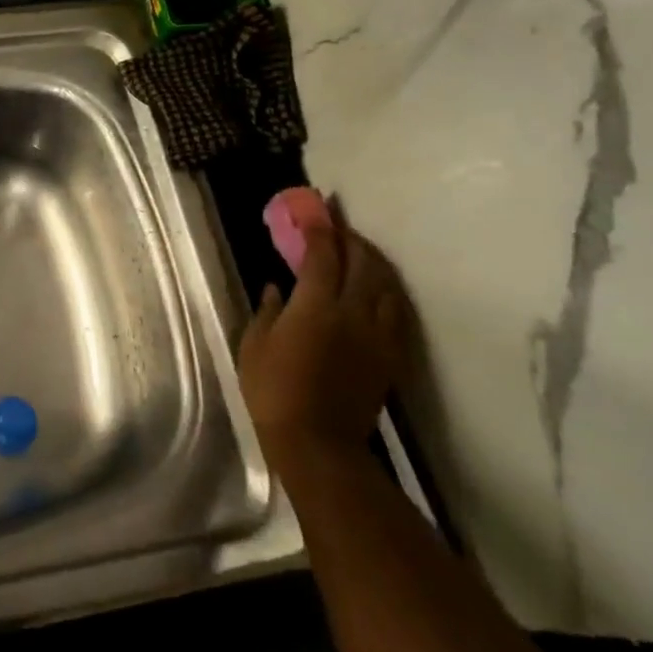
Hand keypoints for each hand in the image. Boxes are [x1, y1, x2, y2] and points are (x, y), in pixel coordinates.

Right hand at [236, 200, 415, 470]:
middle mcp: (353, 313)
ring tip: (361, 252)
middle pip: (362, 263)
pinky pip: (397, 312)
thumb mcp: (254, 347)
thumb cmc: (273, 391)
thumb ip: (268, 311)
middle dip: (350, 239)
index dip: (320, 230)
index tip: (316, 209)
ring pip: (386, 285)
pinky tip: (380, 289)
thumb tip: (277, 286)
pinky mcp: (390, 356)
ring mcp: (377, 334)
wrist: (318, 442)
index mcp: (315, 307)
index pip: (322, 256)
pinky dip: (388, 291)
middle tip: (338, 225)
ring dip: (374, 262)